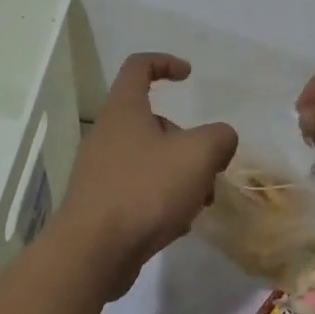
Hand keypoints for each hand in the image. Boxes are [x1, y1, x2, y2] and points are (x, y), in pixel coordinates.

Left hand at [49, 53, 238, 298]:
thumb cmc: (145, 189)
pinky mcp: (100, 202)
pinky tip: (175, 225)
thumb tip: (220, 139)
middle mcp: (108, 133)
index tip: (189, 76)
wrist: (94, 251)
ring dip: (180, 176)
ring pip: (150, 160)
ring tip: (198, 204)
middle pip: (154, 122)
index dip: (165, 62)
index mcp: (124, 109)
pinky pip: (139, 190)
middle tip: (209, 169)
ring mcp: (101, 169)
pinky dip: (162, 200)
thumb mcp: (198, 155)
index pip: (139, 66)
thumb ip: (219, 137)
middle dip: (188, 142)